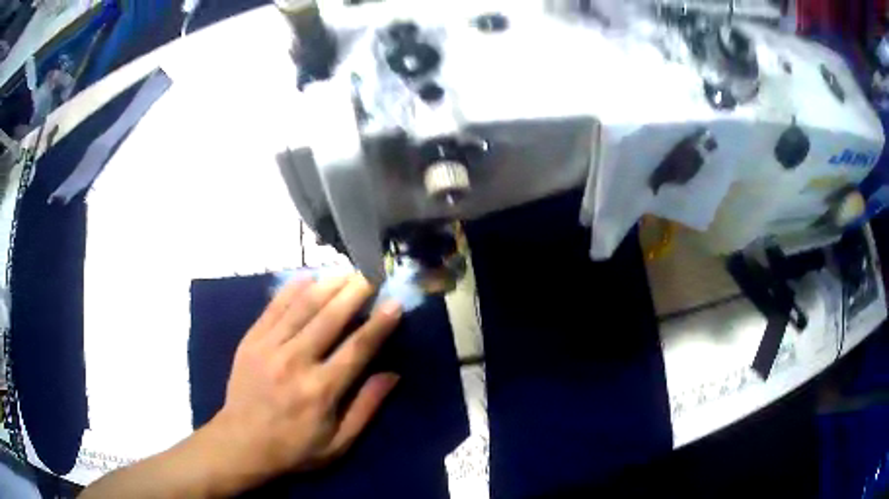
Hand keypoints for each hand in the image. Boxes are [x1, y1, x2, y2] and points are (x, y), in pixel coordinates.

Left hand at [197, 273, 402, 493]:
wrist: (241, 443)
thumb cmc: (294, 448)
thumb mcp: (338, 443)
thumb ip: (366, 407)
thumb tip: (393, 374)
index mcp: (321, 390)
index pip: (357, 348)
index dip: (379, 324)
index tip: (395, 303)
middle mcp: (295, 362)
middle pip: (330, 317)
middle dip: (355, 292)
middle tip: (371, 274)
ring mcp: (269, 347)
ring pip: (303, 306)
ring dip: (328, 285)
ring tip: (346, 272)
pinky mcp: (251, 340)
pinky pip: (274, 306)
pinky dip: (292, 288)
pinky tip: (309, 277)